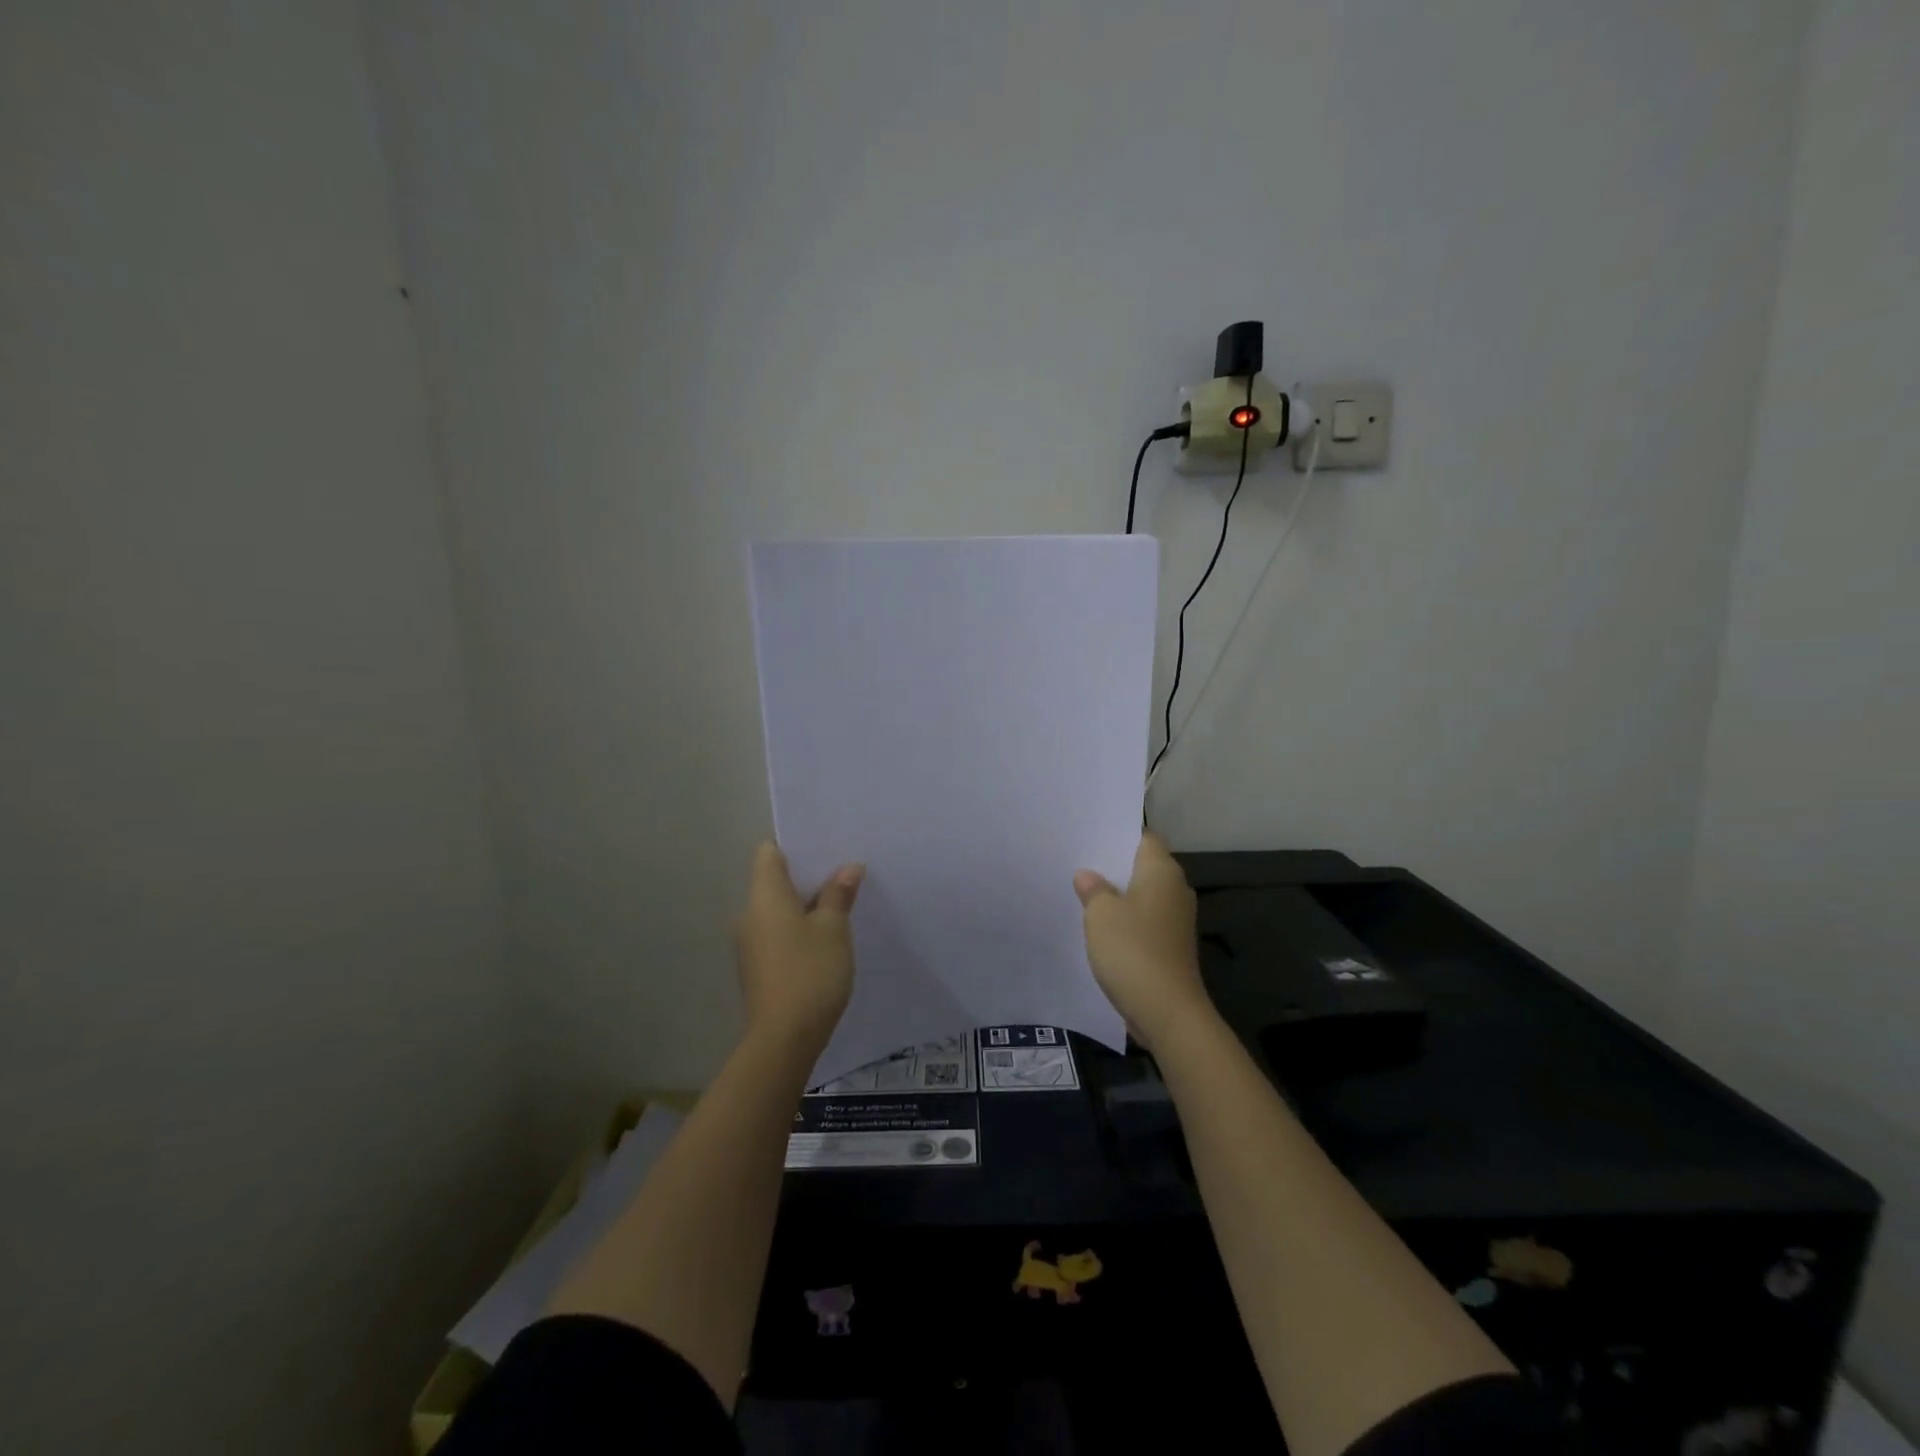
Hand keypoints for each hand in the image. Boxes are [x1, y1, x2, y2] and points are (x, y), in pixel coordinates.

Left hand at [735, 842, 863, 1054]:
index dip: (795, 845)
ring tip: (841, 903)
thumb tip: (847, 868)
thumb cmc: (810, 972)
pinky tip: (826, 938)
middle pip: (775, 881)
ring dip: (806, 905)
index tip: (825, 846)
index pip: (769, 853)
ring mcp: (751, 944)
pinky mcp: (758, 967)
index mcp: (764, 896)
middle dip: (808, 876)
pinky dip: (799, 929)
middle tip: (843, 872)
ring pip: (779, 910)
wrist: (784, 1039)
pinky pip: (779, 933)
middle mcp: (750, 914)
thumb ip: (838, 894)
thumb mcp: (833, 929)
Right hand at [1073, 832, 1210, 1049]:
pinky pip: (1144, 921)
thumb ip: (1093, 889)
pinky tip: (1100, 926)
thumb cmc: (1132, 949)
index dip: (1119, 834)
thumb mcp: (1100, 914)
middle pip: (1143, 866)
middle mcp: (1175, 889)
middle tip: (1079, 862)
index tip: (1092, 835)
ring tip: (1084, 892)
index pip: (1144, 838)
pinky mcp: (1171, 945)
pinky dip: (1126, 920)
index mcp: (1162, 871)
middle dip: (1114, 865)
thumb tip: (1088, 875)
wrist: (1167, 1010)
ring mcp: (1176, 920)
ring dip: (1119, 895)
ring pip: (1143, 895)